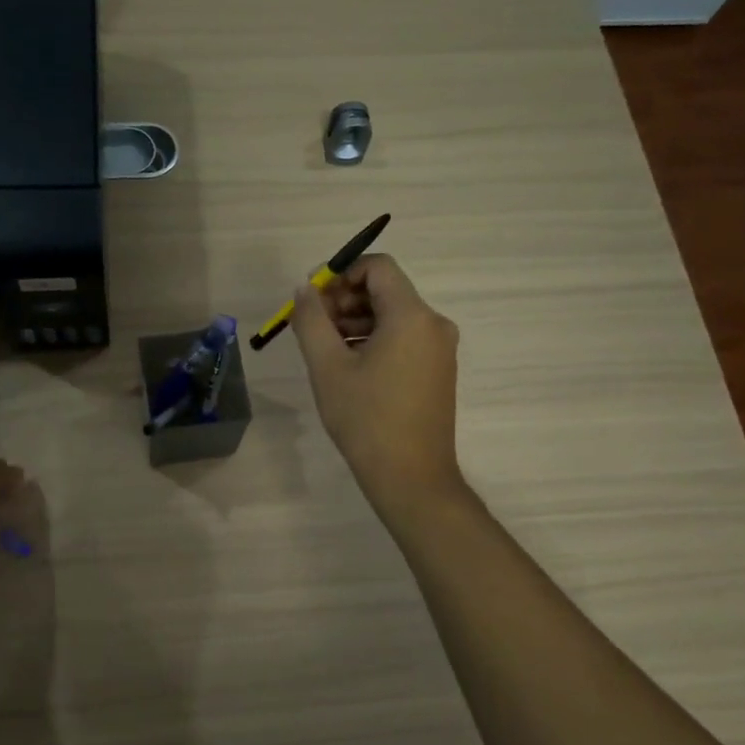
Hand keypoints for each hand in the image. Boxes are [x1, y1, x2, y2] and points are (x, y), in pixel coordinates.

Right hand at [291, 254, 464, 515]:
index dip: (340, 274)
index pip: (378, 267)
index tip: (312, 300)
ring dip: (356, 323)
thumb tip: (305, 291)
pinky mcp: (438, 370)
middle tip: (312, 328)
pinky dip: (374, 341)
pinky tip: (348, 367)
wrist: (411, 477)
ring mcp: (440, 349)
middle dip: (344, 301)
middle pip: (385, 291)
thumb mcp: (328, 367)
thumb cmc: (366, 419)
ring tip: (324, 351)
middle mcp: (433, 324)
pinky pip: (403, 339)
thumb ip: (311, 320)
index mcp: (411, 315)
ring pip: (393, 316)